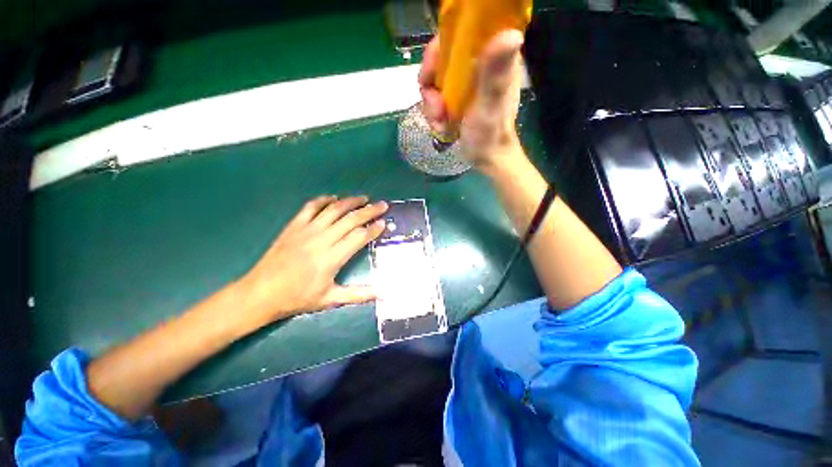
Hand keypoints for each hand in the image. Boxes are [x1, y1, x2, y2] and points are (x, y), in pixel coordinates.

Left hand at [239, 195, 387, 325]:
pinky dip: (324, 200)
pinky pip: (311, 207)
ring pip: (334, 209)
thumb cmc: (297, 298)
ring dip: (351, 201)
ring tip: (364, 198)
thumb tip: (383, 293)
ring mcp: (307, 230)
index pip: (359, 236)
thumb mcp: (330, 299)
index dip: (374, 228)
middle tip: (383, 205)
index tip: (384, 223)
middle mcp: (322, 239)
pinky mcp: (294, 226)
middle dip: (370, 211)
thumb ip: (359, 294)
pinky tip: (334, 198)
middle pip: (351, 219)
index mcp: (332, 258)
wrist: (260, 293)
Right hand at [419, 29, 525, 169]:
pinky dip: (434, 114)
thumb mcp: (490, 105)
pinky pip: (436, 98)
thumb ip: (494, 74)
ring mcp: (466, 84)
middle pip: (442, 60)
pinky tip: (442, 127)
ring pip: (435, 81)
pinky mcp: (457, 98)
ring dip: (432, 105)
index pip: (462, 35)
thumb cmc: (490, 135)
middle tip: (436, 108)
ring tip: (440, 123)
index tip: (430, 72)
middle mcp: (478, 66)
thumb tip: (510, 34)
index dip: (440, 49)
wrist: (487, 158)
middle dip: (431, 86)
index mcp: (493, 59)